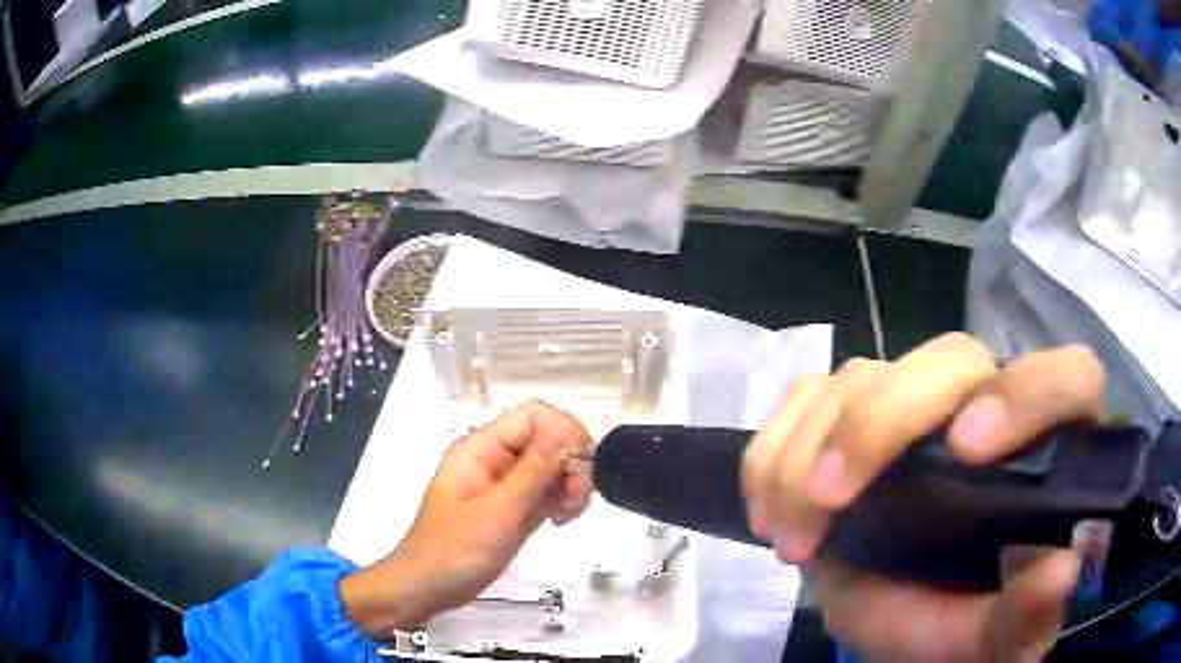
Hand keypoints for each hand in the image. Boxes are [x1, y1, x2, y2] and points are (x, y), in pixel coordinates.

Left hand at [341, 401, 593, 634]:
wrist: (428, 587)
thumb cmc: (456, 548)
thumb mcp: (499, 509)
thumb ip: (535, 469)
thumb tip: (567, 427)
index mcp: (482, 448)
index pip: (533, 416)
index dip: (563, 431)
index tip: (582, 463)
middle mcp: (495, 460)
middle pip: (548, 441)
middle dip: (570, 464)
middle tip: (575, 500)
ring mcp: (506, 486)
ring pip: (552, 468)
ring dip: (570, 485)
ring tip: (567, 515)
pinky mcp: (514, 510)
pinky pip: (547, 492)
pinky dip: (561, 502)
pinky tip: (561, 521)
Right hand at [743, 334, 1104, 660]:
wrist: (902, 620)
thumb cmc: (959, 623)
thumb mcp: (989, 639)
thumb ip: (1025, 618)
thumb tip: (1058, 575)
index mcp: (1045, 450)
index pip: (1066, 378)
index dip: (1026, 393)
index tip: (966, 450)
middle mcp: (987, 405)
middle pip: (949, 358)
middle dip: (878, 424)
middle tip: (827, 501)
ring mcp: (918, 402)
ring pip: (867, 373)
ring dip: (810, 447)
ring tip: (791, 532)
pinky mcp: (859, 411)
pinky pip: (808, 394)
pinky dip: (774, 445)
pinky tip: (770, 505)